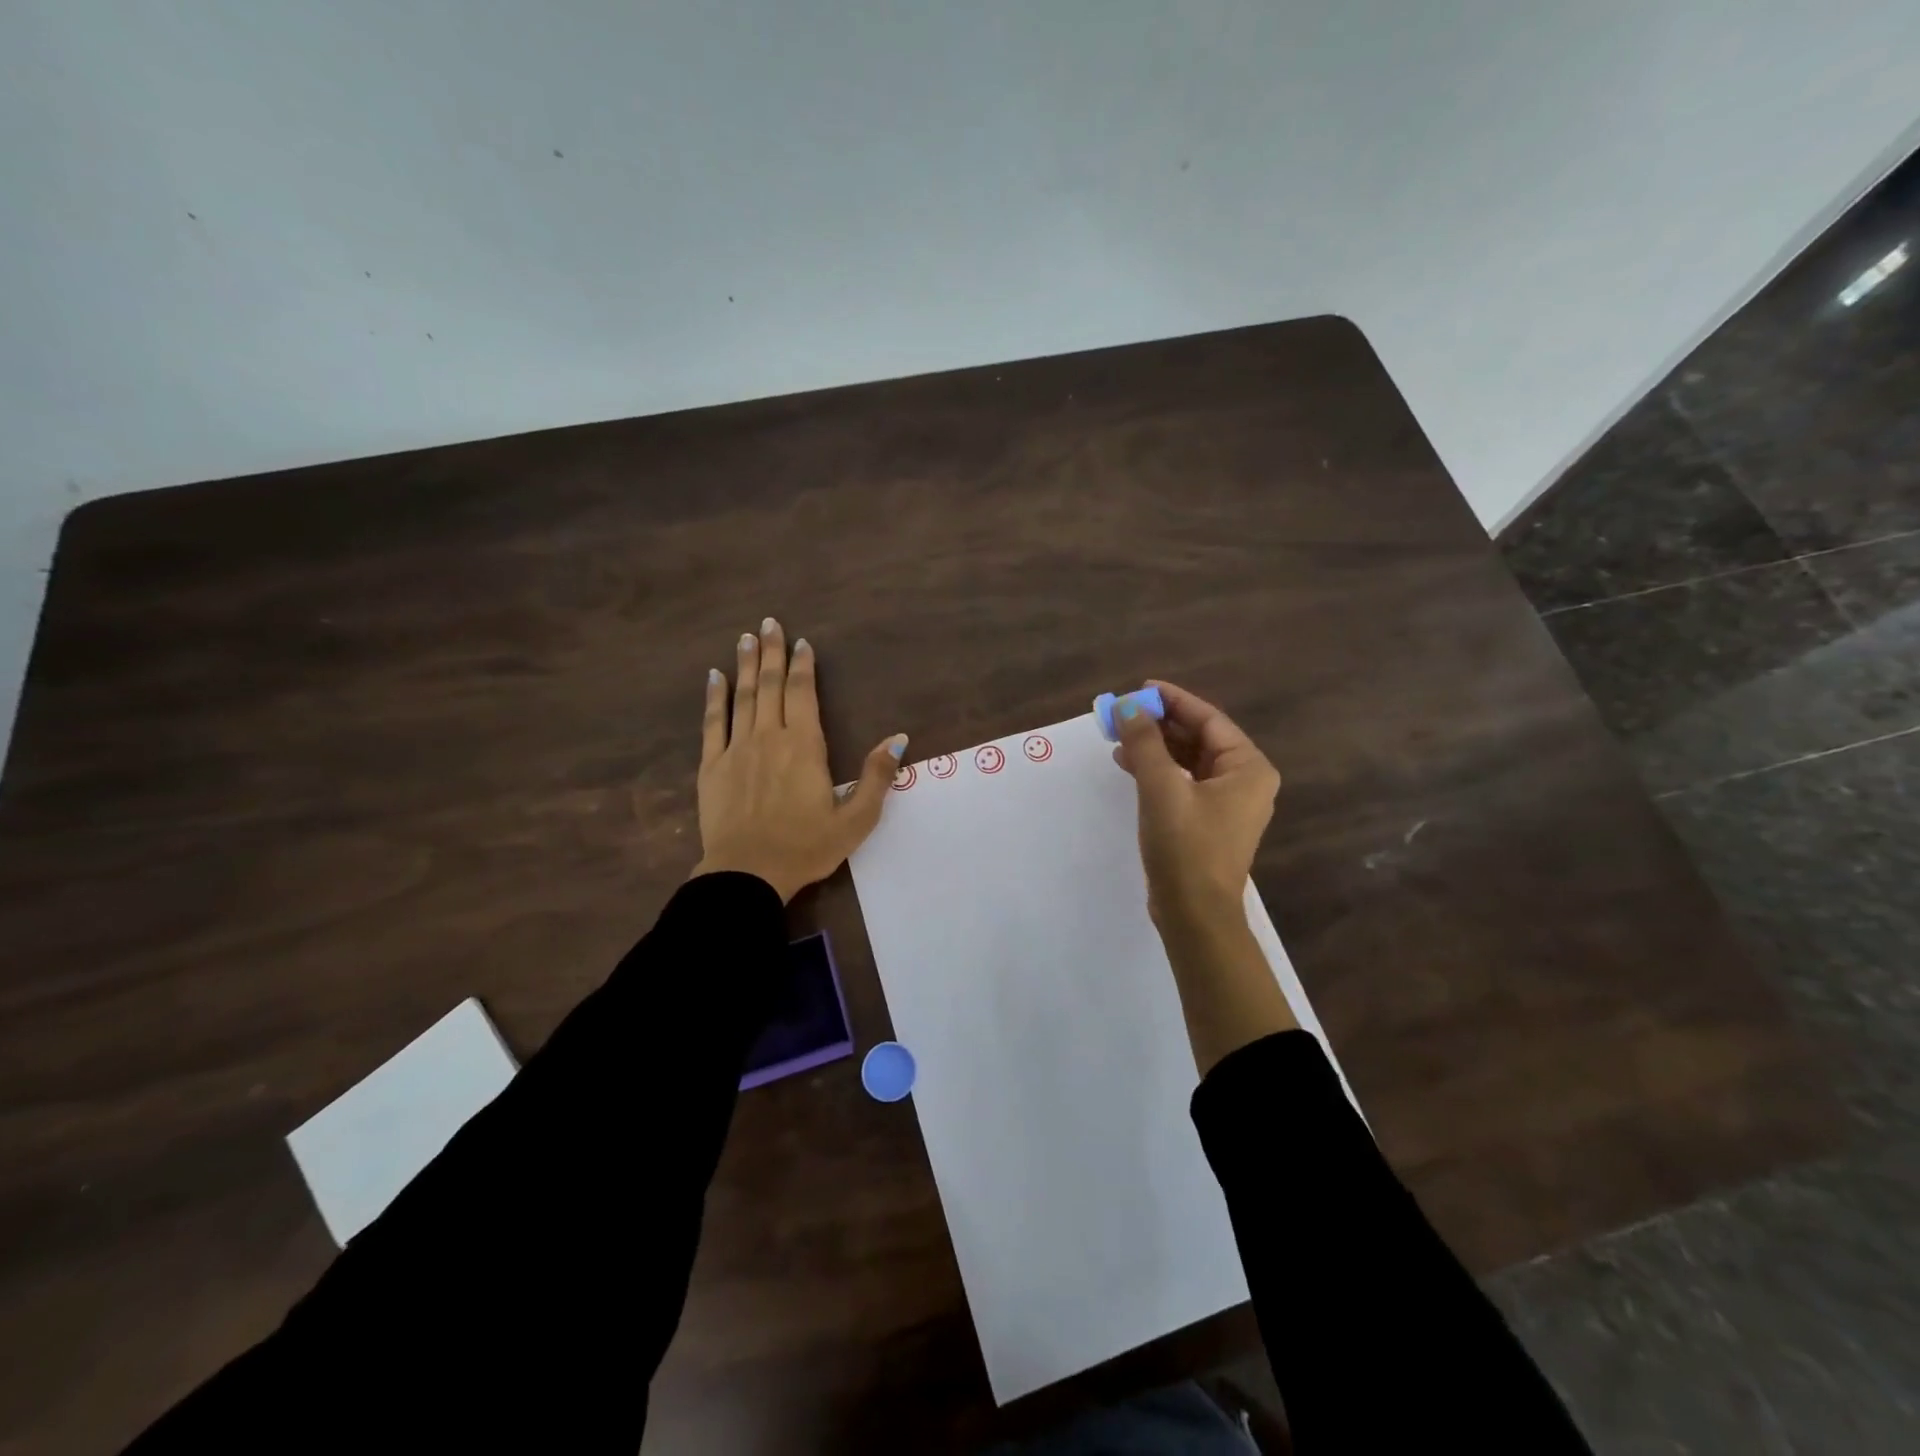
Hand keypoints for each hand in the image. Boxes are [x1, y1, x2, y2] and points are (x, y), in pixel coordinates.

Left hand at [693, 618, 905, 901]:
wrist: (747, 874)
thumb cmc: (806, 847)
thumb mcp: (856, 819)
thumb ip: (877, 777)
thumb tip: (898, 739)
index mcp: (804, 746)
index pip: (803, 693)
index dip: (802, 666)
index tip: (802, 643)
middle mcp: (769, 737)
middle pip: (770, 686)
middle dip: (771, 652)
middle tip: (770, 623)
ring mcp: (736, 749)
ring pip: (742, 697)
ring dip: (745, 665)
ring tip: (746, 638)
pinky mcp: (711, 766)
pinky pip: (711, 723)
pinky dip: (714, 697)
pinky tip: (714, 677)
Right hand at [1112, 680, 1281, 927]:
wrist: (1194, 914)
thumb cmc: (1185, 846)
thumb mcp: (1161, 787)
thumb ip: (1144, 742)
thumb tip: (1128, 707)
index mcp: (1248, 768)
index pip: (1209, 720)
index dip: (1174, 701)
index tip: (1141, 688)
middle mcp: (1244, 781)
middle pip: (1199, 739)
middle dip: (1160, 725)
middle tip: (1124, 713)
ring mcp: (1227, 804)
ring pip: (1189, 761)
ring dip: (1155, 747)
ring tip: (1119, 737)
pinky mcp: (1208, 822)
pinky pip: (1184, 783)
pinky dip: (1158, 771)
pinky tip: (1128, 765)